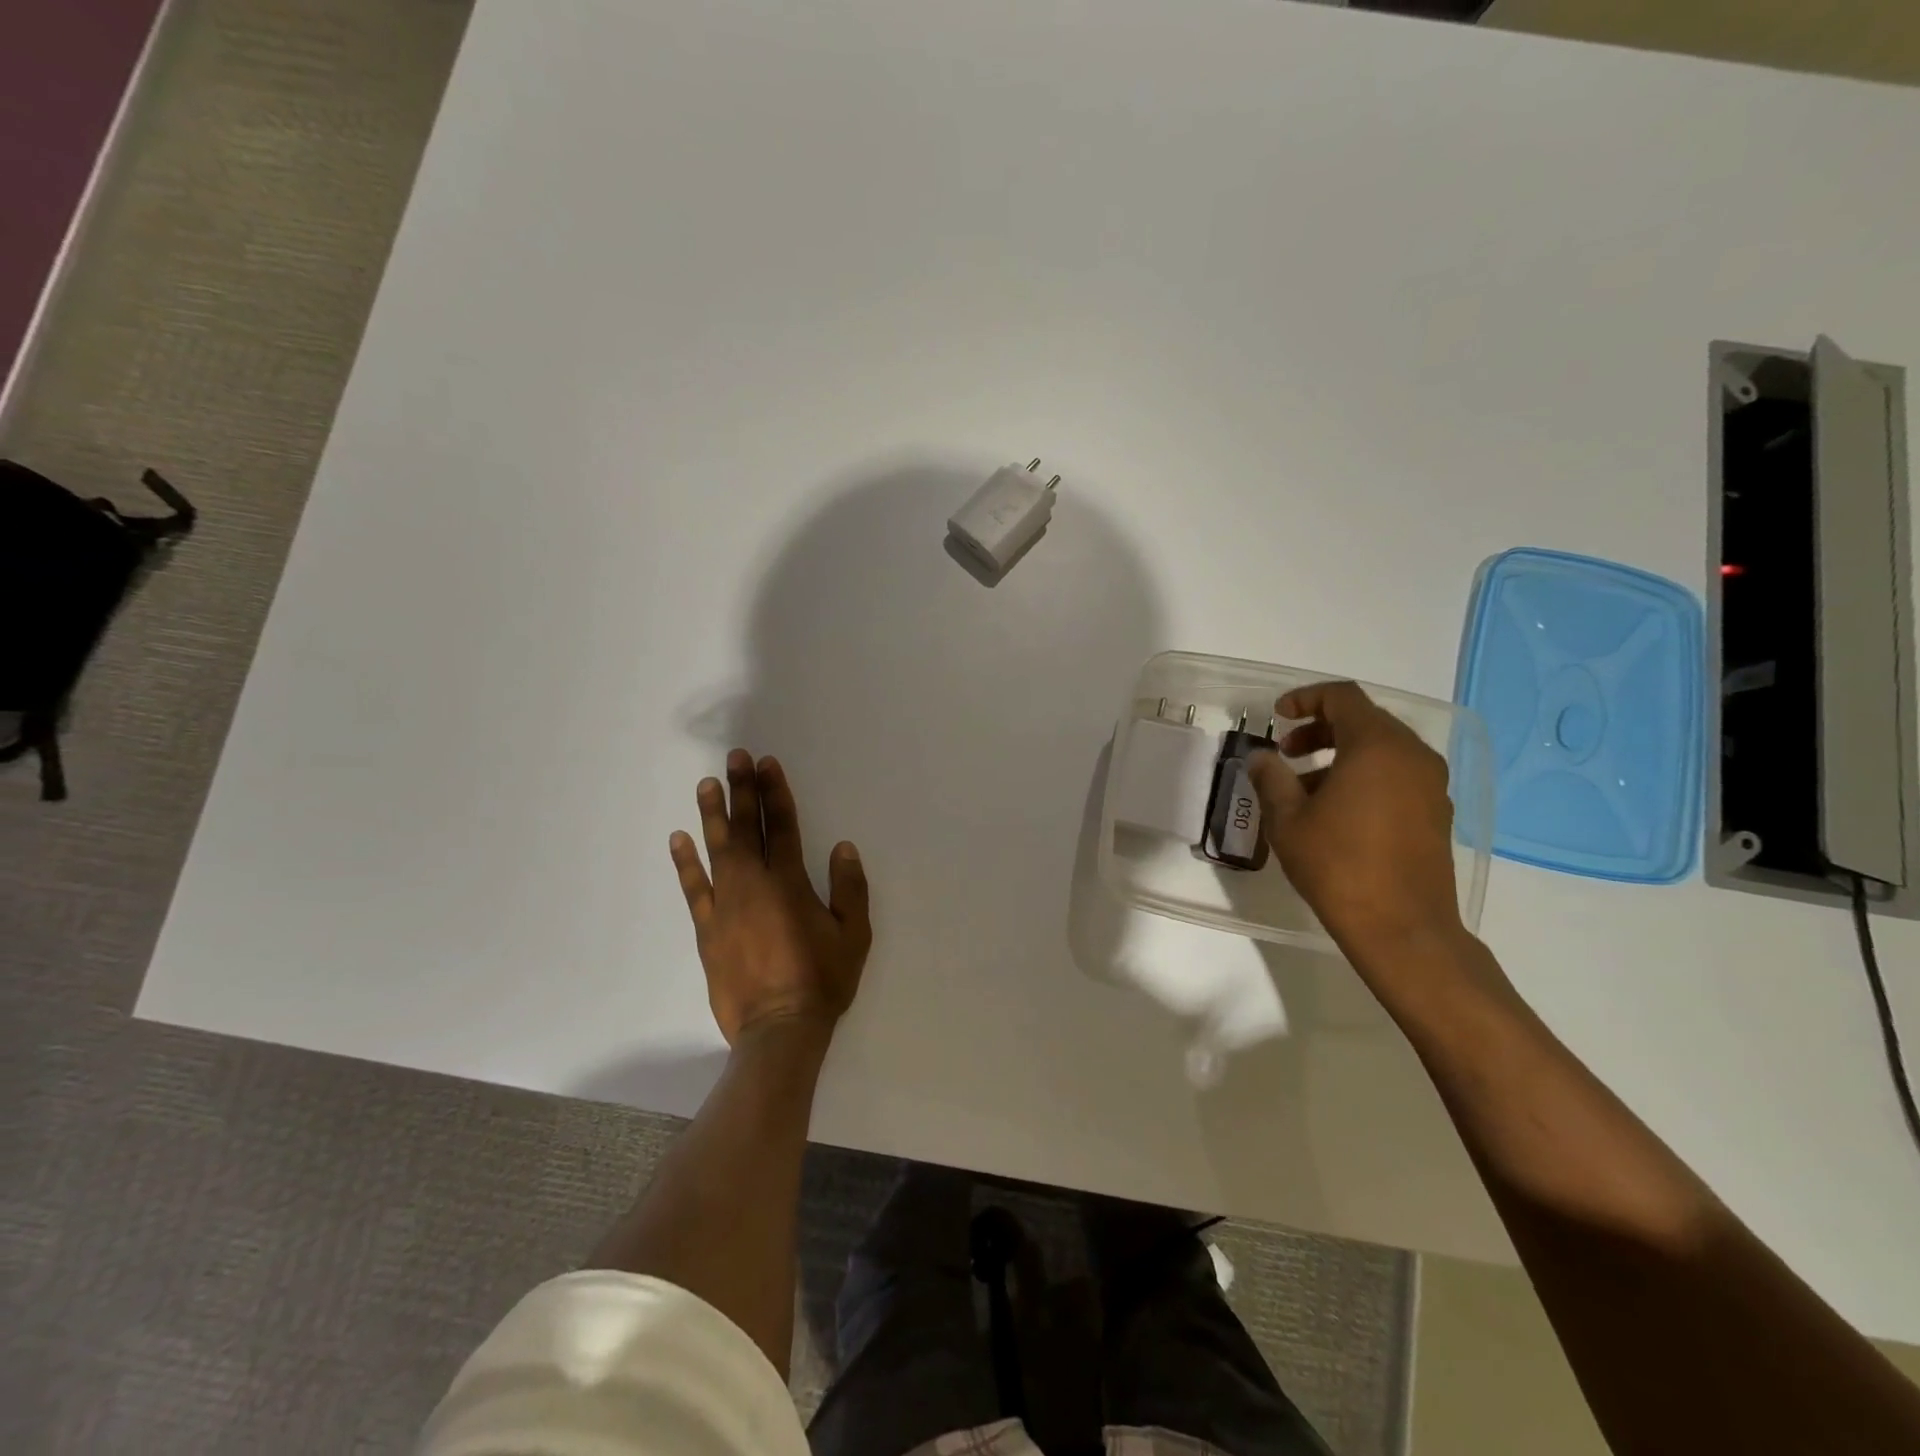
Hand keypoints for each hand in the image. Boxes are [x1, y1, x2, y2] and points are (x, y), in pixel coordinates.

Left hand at [669, 750, 871, 1044]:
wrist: (778, 1030)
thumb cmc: (822, 980)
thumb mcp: (854, 936)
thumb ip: (850, 889)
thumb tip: (843, 847)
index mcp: (790, 883)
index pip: (781, 826)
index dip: (775, 792)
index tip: (766, 764)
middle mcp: (754, 885)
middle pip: (747, 828)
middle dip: (742, 790)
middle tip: (735, 757)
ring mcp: (725, 906)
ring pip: (717, 850)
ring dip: (713, 815)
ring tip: (706, 785)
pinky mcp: (707, 929)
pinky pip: (693, 889)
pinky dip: (685, 863)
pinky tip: (678, 840)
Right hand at [1247, 682, 1466, 970]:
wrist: (1402, 928)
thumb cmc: (1338, 866)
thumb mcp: (1288, 820)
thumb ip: (1271, 778)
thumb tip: (1262, 758)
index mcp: (1377, 746)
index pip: (1342, 697)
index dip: (1306, 698)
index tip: (1277, 716)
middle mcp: (1412, 755)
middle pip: (1364, 720)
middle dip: (1320, 729)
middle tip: (1287, 752)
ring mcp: (1431, 784)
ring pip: (1381, 749)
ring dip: (1341, 755)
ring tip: (1304, 787)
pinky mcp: (1437, 812)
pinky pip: (1397, 774)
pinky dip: (1364, 776)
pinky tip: (1336, 810)